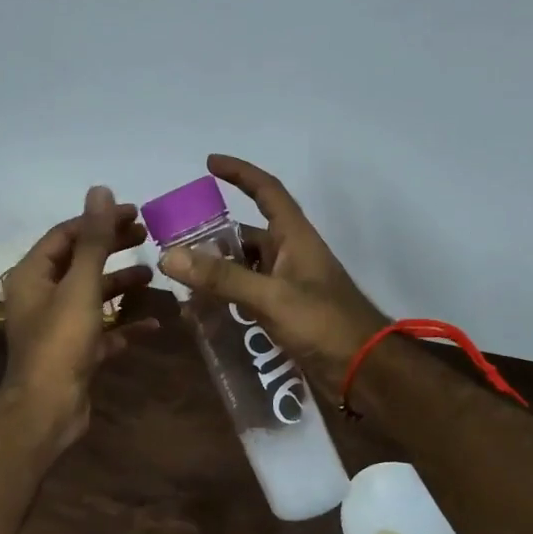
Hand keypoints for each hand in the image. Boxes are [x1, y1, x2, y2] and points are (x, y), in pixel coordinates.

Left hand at [0, 186, 154, 449]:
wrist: (48, 408)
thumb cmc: (61, 342)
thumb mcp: (80, 286)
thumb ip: (93, 240)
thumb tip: (100, 190)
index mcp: (33, 276)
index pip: (65, 235)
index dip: (98, 220)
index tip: (133, 212)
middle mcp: (42, 297)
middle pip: (79, 262)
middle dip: (111, 248)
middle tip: (146, 235)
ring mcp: (58, 327)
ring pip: (92, 296)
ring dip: (120, 284)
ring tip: (153, 273)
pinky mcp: (75, 353)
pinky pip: (103, 331)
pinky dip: (125, 324)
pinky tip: (154, 322)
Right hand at [158, 154, 386, 400]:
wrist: (362, 370)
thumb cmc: (324, 324)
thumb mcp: (270, 297)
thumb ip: (222, 278)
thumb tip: (169, 256)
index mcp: (295, 238)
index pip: (267, 191)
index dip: (240, 173)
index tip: (209, 164)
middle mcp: (290, 256)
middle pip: (246, 235)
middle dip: (213, 236)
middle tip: (174, 243)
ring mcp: (287, 286)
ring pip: (243, 269)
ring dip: (215, 272)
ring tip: (179, 280)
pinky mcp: (284, 314)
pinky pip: (247, 297)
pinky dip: (225, 299)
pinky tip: (201, 312)